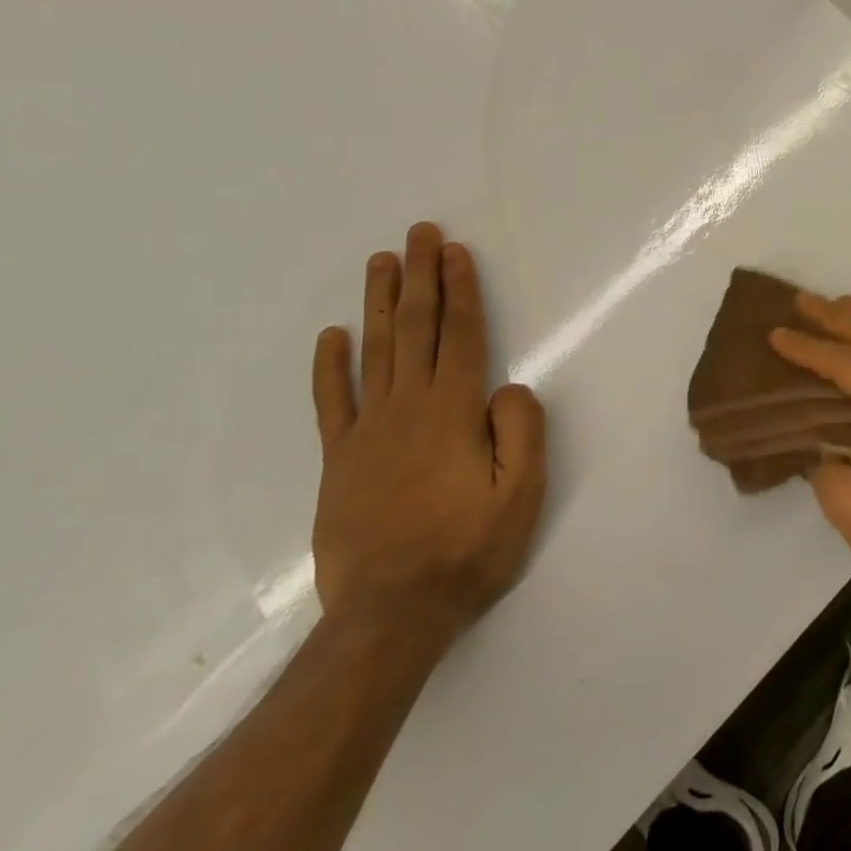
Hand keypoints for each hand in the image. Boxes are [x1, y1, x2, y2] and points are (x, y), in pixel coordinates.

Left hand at [310, 222, 547, 637]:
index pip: (460, 335)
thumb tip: (510, 387)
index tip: (455, 251)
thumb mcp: (521, 496)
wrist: (389, 617)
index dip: (460, 290)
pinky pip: (332, 402)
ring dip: (379, 303)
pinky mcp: (339, 460)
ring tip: (382, 261)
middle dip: (420, 277)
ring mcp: (367, 432)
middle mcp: (408, 409)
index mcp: (454, 413)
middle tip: (419, 233)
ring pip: (373, 352)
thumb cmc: (467, 552)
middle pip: (415, 329)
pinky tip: (332, 336)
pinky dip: (329, 366)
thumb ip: (522, 432)